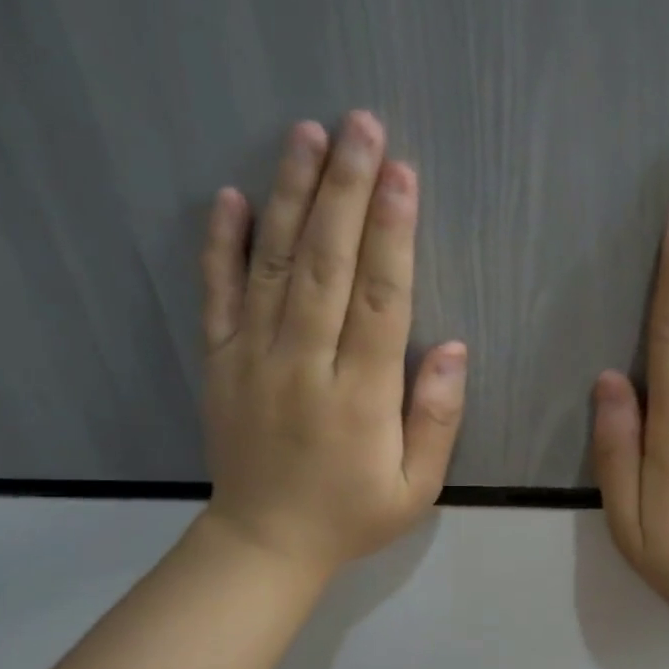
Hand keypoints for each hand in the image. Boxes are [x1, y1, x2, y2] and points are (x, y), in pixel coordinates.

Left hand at [196, 111, 465, 576]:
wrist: (263, 544)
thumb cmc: (351, 516)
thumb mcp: (416, 487)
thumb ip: (436, 419)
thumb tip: (452, 347)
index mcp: (359, 397)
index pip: (378, 301)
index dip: (391, 234)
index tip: (400, 173)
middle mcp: (303, 365)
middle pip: (325, 265)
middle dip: (344, 190)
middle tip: (358, 124)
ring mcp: (253, 359)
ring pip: (273, 266)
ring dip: (290, 196)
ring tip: (305, 134)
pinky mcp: (219, 362)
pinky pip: (216, 296)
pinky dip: (220, 245)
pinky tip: (231, 197)